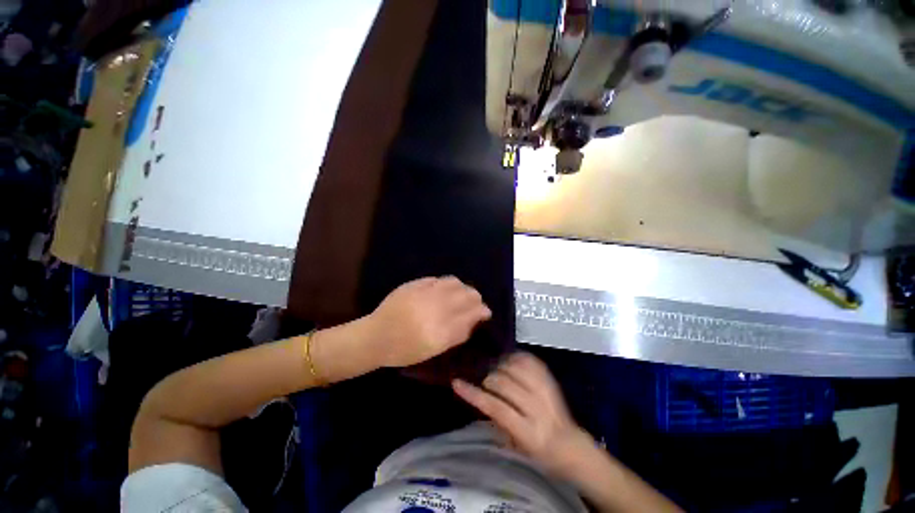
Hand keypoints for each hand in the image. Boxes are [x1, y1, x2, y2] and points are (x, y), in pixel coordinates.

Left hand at [367, 276, 491, 367]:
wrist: (376, 336)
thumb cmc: (405, 350)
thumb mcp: (434, 349)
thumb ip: (458, 334)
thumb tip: (475, 320)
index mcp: (441, 329)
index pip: (472, 313)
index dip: (482, 311)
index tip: (486, 312)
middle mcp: (436, 307)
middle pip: (466, 294)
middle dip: (475, 297)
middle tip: (475, 303)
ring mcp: (425, 292)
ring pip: (454, 282)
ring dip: (463, 287)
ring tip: (462, 293)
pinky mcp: (415, 284)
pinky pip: (438, 279)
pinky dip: (447, 283)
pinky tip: (445, 289)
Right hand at [452, 352, 594, 477]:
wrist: (569, 444)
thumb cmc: (537, 450)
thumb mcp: (514, 442)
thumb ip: (497, 417)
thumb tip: (479, 393)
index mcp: (528, 432)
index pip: (495, 407)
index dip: (474, 393)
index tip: (456, 382)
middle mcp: (538, 408)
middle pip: (504, 382)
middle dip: (489, 379)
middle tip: (484, 381)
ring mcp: (546, 391)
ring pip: (515, 367)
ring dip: (500, 366)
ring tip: (497, 371)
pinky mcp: (550, 378)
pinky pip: (528, 359)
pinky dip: (515, 357)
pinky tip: (509, 362)